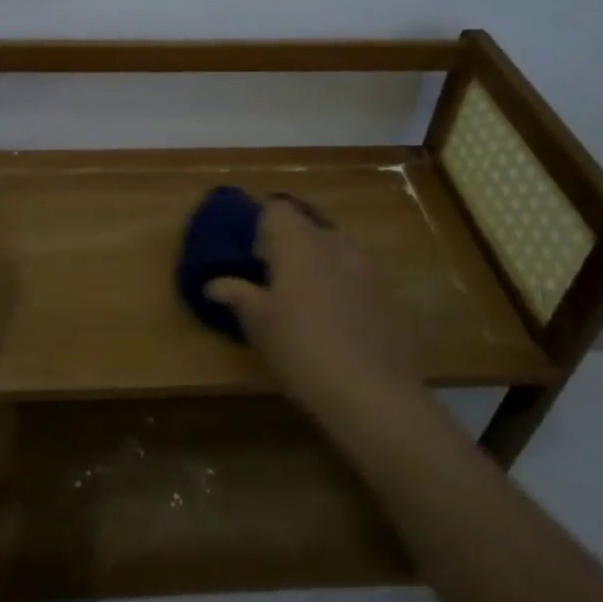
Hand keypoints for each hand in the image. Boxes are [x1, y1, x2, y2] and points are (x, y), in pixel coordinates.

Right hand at [206, 199, 428, 428]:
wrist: (371, 392)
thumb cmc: (300, 349)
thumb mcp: (258, 325)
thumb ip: (236, 295)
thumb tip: (213, 284)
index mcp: (298, 244)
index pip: (277, 209)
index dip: (261, 226)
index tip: (252, 257)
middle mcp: (335, 244)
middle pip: (308, 227)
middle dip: (290, 246)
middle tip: (274, 280)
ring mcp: (368, 268)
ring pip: (336, 250)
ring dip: (319, 264)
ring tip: (307, 300)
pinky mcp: (389, 294)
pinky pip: (358, 276)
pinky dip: (344, 287)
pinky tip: (338, 322)